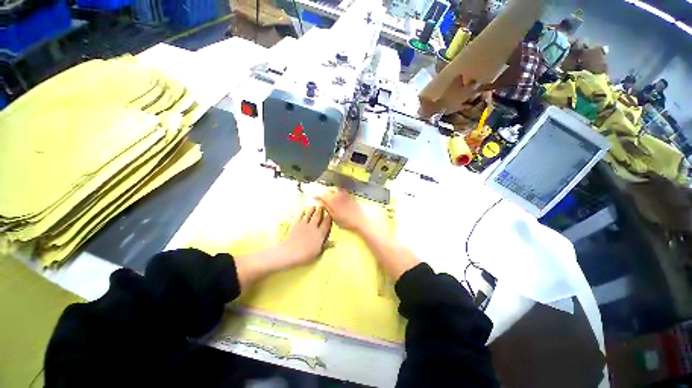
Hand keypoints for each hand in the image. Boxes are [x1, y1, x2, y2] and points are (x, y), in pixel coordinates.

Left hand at [234, 206, 330, 290]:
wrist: (290, 252)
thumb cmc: (306, 254)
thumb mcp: (318, 253)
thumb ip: (326, 246)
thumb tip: (334, 243)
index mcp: (320, 234)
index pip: (327, 223)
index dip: (330, 217)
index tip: (332, 213)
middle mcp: (313, 227)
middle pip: (318, 216)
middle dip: (321, 210)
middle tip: (323, 205)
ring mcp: (304, 225)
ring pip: (309, 215)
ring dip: (312, 209)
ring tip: (314, 205)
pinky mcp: (296, 225)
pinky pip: (299, 217)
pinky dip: (301, 213)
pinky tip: (303, 210)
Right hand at [317, 189, 367, 232]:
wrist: (360, 220)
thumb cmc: (345, 221)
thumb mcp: (333, 216)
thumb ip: (326, 208)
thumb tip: (321, 202)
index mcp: (331, 200)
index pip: (321, 195)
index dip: (317, 195)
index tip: (314, 197)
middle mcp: (337, 194)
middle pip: (327, 190)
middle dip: (323, 192)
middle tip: (319, 195)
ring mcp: (344, 193)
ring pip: (334, 189)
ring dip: (329, 191)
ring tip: (327, 195)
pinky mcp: (349, 195)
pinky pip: (340, 190)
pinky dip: (336, 192)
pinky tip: (336, 196)